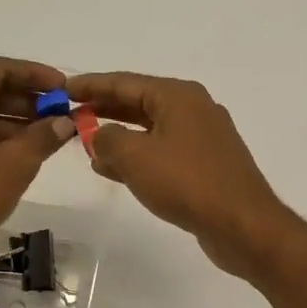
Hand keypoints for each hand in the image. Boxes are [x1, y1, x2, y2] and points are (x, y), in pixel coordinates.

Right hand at [65, 71, 293, 278]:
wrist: (242, 224)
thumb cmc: (187, 182)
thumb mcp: (135, 157)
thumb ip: (107, 140)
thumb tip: (98, 135)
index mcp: (178, 96)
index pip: (126, 82)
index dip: (92, 85)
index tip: (65, 89)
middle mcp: (194, 110)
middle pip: (140, 104)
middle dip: (105, 111)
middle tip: (72, 118)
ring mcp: (204, 140)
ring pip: (152, 132)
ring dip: (120, 139)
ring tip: (88, 149)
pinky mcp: (207, 167)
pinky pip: (164, 154)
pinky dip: (139, 158)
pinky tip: (117, 172)